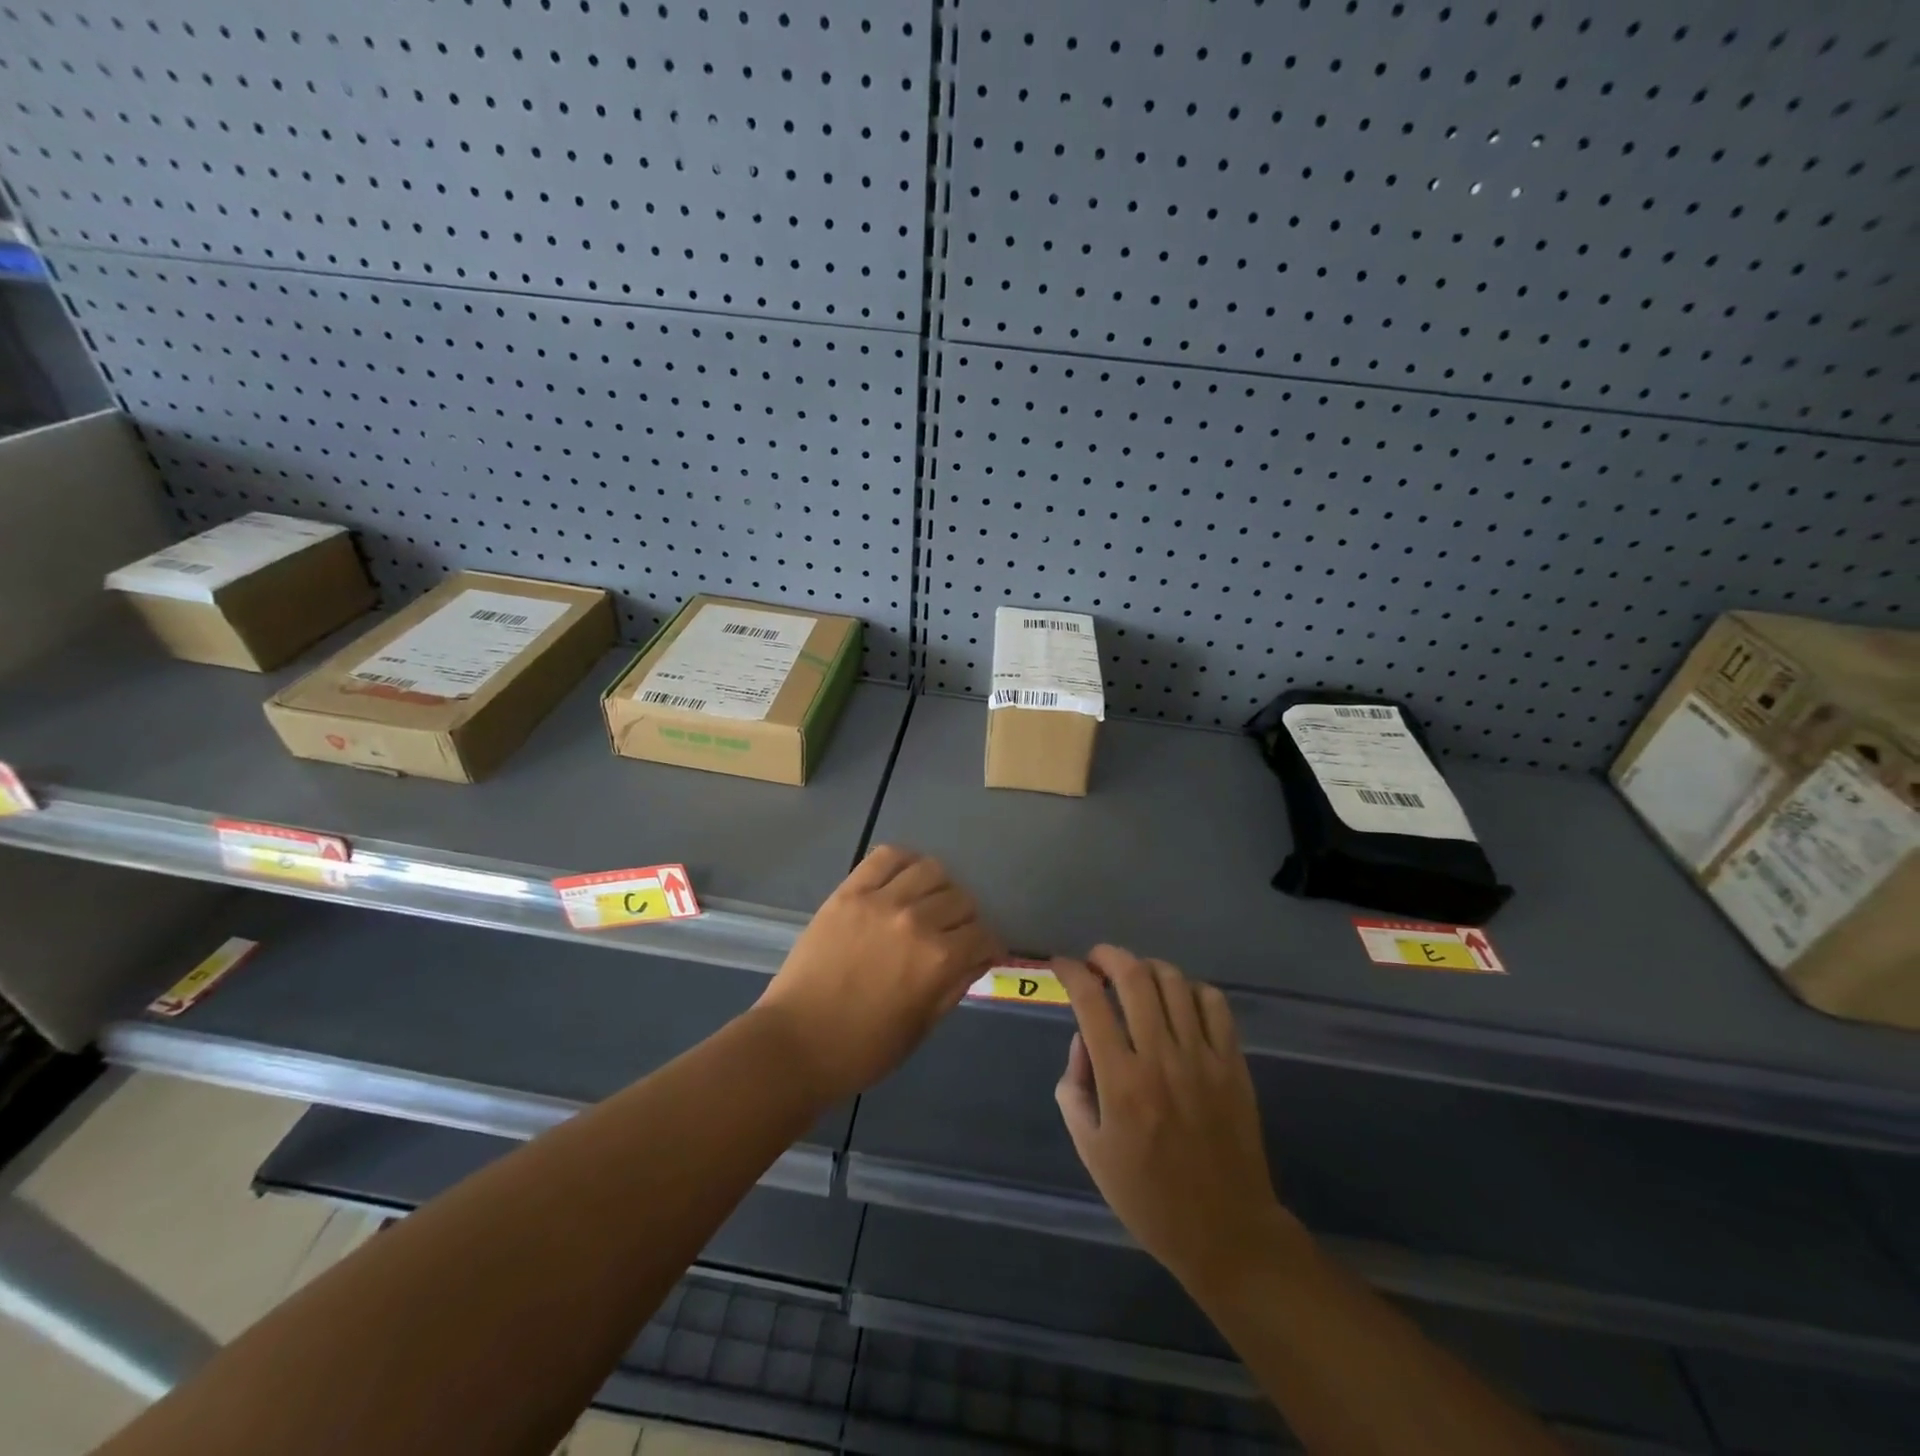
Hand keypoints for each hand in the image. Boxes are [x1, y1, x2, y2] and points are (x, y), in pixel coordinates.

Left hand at [755, 845, 1002, 1104]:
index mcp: (938, 960)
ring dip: (939, 887)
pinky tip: (904, 878)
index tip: (981, 953)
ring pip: (931, 870)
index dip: (987, 947)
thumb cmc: (863, 1049)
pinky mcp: (849, 892)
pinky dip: (904, 861)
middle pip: (961, 899)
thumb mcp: (922, 1027)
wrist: (795, 1043)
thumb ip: (954, 986)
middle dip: (966, 919)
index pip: (983, 935)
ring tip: (928, 903)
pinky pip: (887, 857)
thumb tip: (977, 958)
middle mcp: (916, 921)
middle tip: (952, 934)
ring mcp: (880, 901)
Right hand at [1054, 946, 1293, 1294]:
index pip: (1090, 1002)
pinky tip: (1179, 1001)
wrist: (1226, 1232)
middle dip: (1108, 955)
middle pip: (1134, 976)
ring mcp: (1203, 1058)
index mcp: (1121, 1081)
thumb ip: (1075, 1089)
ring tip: (1135, 979)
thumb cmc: (1148, 1198)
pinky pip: (1215, 1004)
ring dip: (1147, 968)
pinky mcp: (1234, 1064)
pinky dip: (1191, 989)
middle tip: (1096, 961)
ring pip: (1174, 981)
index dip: (1071, 971)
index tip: (1061, 965)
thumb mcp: (1091, 1151)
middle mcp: (1161, 1058)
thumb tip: (1082, 1041)